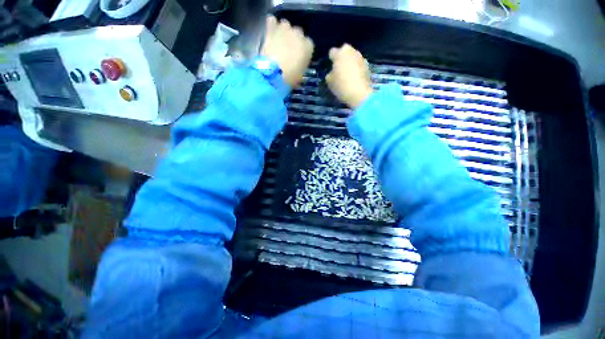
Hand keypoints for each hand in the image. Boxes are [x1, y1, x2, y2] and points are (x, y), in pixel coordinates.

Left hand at [261, 16, 313, 87]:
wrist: (274, 74)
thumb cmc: (290, 78)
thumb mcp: (300, 75)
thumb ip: (301, 65)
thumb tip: (298, 65)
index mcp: (308, 46)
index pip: (308, 44)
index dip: (303, 50)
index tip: (299, 56)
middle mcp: (298, 34)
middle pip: (298, 32)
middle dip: (294, 39)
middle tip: (288, 50)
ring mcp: (285, 29)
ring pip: (286, 24)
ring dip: (283, 31)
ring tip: (279, 41)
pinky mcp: (272, 29)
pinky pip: (272, 21)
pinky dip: (271, 25)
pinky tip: (270, 32)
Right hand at [326, 44, 372, 108]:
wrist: (359, 94)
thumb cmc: (341, 85)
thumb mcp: (329, 81)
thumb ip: (330, 74)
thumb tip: (332, 72)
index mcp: (340, 53)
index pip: (332, 52)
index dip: (330, 59)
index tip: (330, 66)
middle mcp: (351, 51)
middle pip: (344, 51)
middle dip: (341, 57)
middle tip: (338, 68)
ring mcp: (361, 57)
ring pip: (352, 57)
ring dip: (349, 63)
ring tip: (347, 73)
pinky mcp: (367, 66)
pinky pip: (358, 65)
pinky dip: (356, 69)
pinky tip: (353, 78)